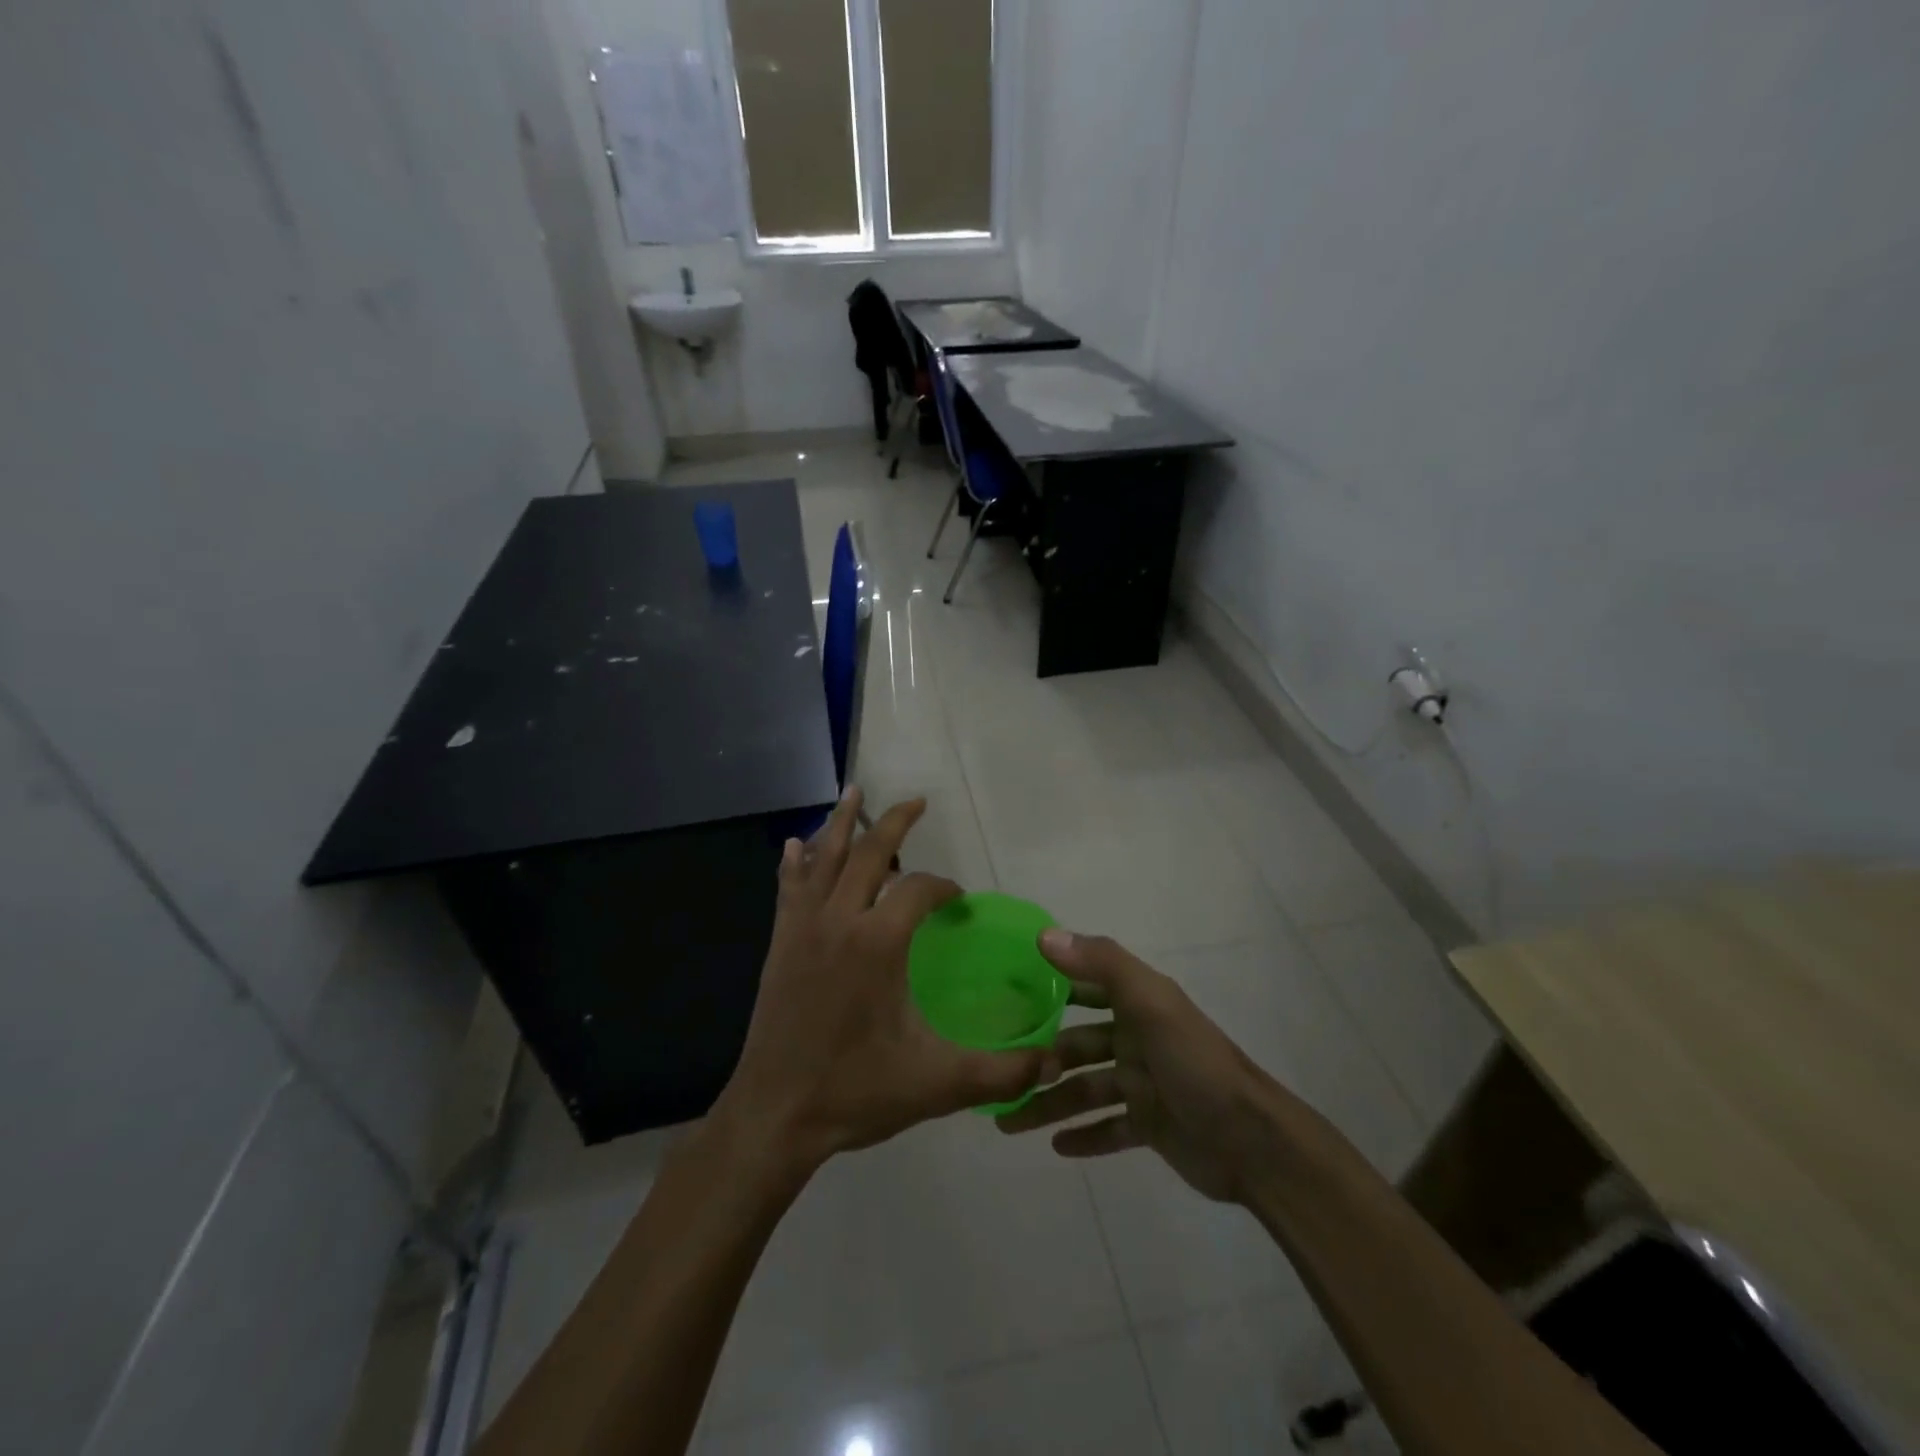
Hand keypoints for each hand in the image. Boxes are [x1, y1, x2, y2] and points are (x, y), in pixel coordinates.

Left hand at [716, 789, 1052, 1174]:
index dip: (944, 888)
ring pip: (824, 860)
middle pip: (869, 853)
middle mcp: (840, 921)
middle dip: (895, 823)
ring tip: (853, 792)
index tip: (959, 902)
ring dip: (840, 823)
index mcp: (878, 943)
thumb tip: (1051, 1063)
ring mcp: (804, 929)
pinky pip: (788, 889)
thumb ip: (999, 1073)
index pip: (918, 890)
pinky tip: (795, 845)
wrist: (775, 1115)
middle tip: (916, 802)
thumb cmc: (855, 1092)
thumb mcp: (937, 1084)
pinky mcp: (780, 944)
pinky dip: (795, 863)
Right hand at [997, 929, 1291, 1203]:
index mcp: (1137, 1005)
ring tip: (1008, 1122)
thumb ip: (1101, 964)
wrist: (1253, 1141)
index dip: (1050, 987)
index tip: (1005, 995)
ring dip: (1049, 1104)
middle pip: (1077, 1046)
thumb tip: (1044, 935)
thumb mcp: (1151, 1003)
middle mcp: (1136, 1039)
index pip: (1085, 986)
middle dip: (1040, 1059)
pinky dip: (1084, 1136)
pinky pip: (1108, 1129)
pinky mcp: (1150, 1126)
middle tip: (998, 1076)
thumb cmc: (1195, 1063)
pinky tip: (1056, 1147)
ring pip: (1085, 1091)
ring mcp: (1143, 1085)